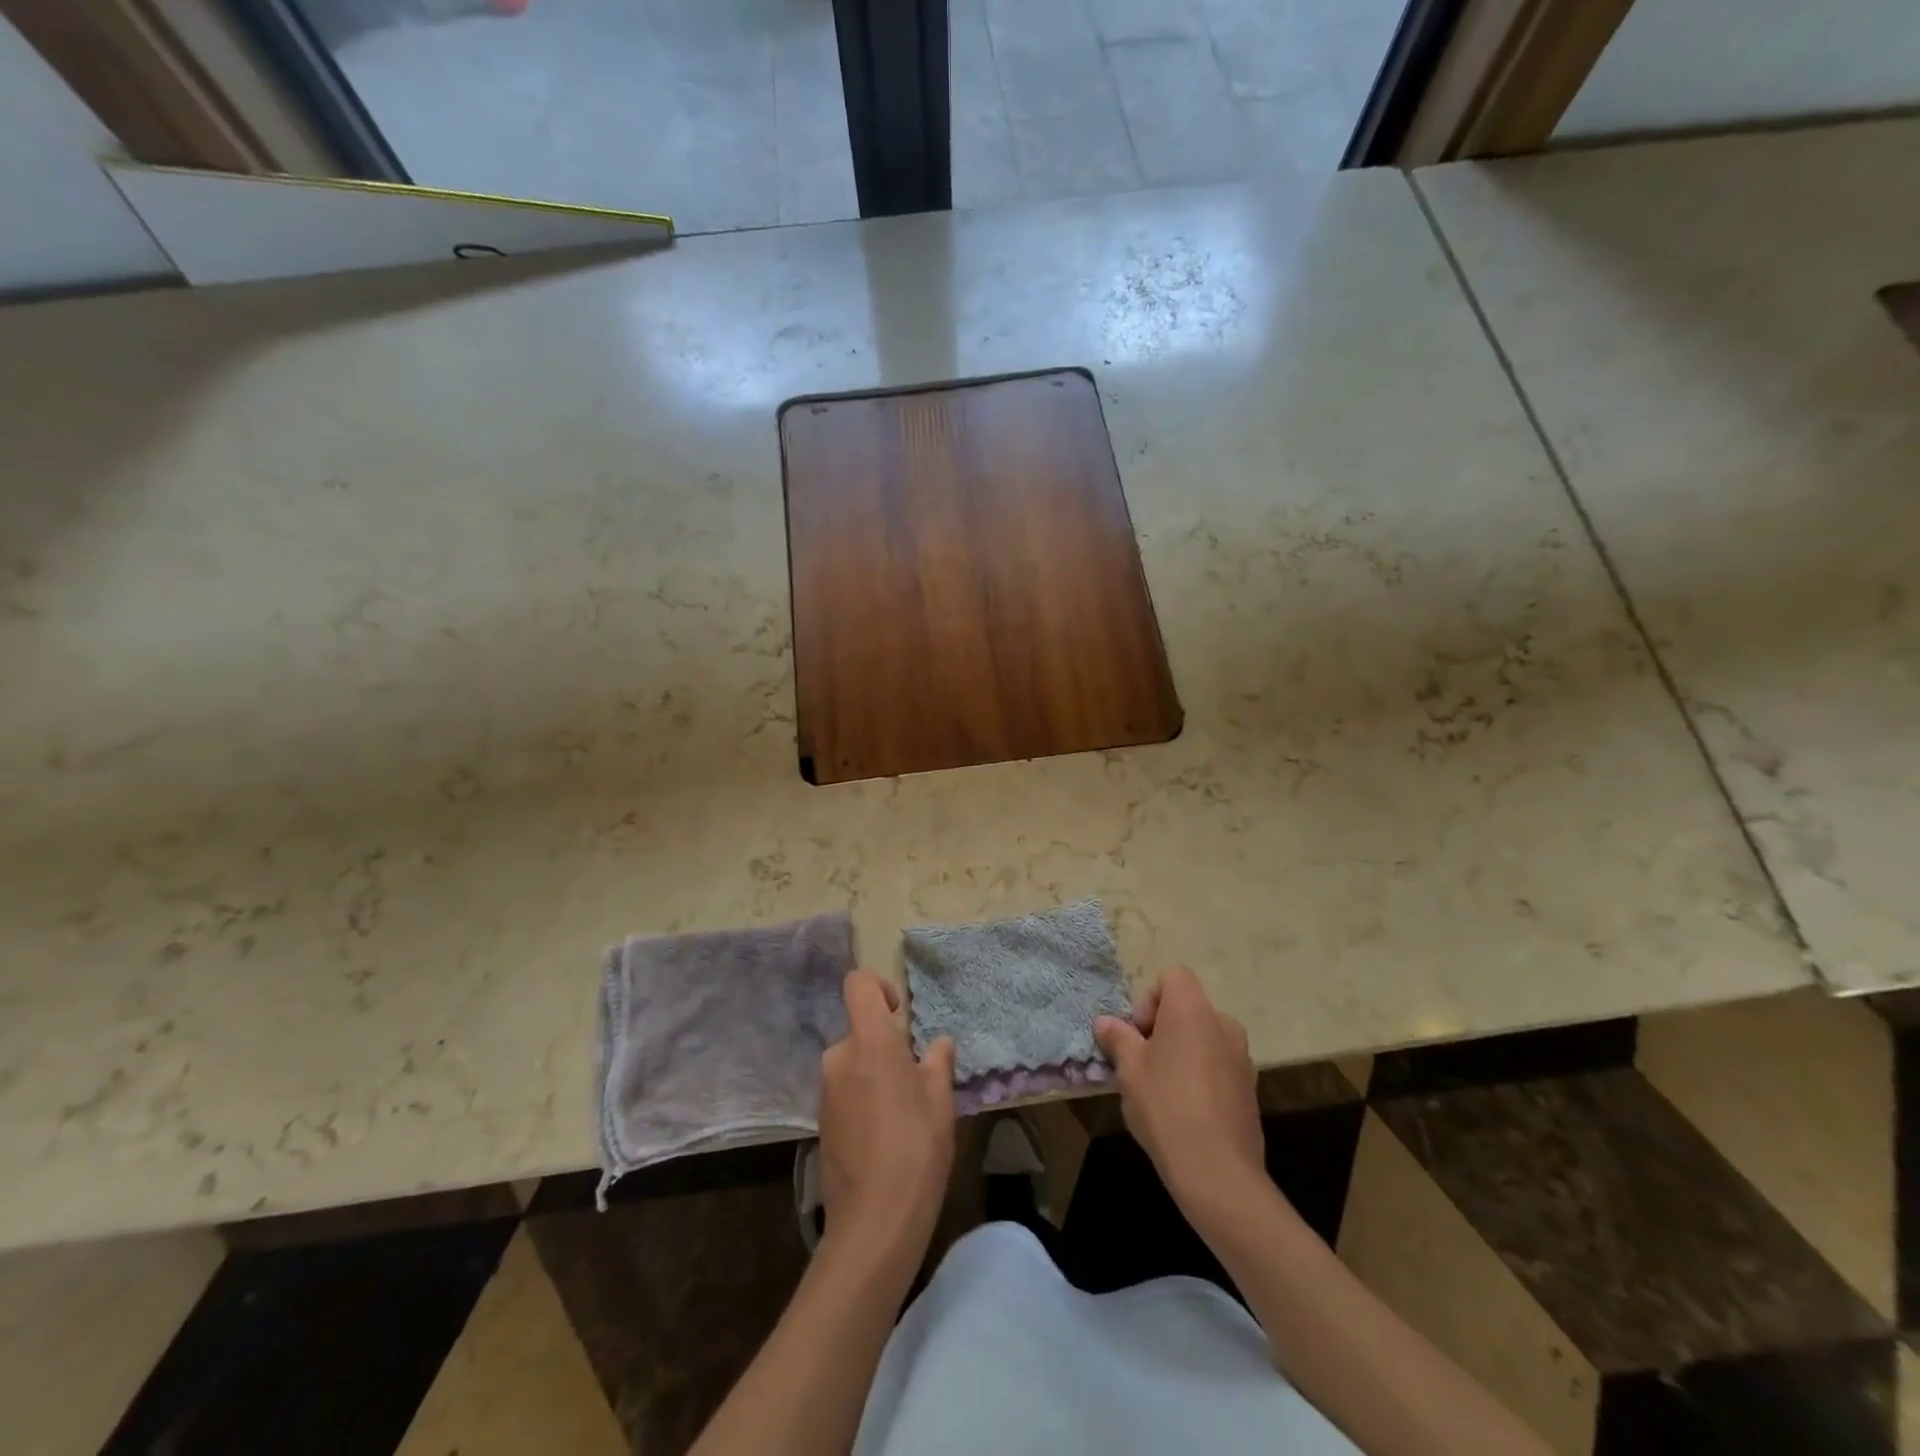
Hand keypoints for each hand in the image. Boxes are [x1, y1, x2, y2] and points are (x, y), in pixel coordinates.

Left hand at [817, 970, 956, 1264]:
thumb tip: (938, 1043)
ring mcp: (825, 1092)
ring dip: (873, 1075)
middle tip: (915, 1080)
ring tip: (903, 1114)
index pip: (858, 985)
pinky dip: (861, 1101)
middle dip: (884, 1047)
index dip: (878, 987)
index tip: (899, 1012)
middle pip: (860, 1032)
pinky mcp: (820, 1124)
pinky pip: (844, 1093)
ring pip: (852, 1065)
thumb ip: (938, 1063)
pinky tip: (883, 1138)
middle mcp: (839, 1058)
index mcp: (869, 1042)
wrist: (874, 1221)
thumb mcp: (940, 1101)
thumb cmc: (916, 1148)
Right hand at [1093, 967, 1264, 1218]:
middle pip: (1187, 1007)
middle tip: (1142, 1064)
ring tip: (1161, 1090)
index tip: (1138, 1035)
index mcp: (1193, 1010)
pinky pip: (1217, 1064)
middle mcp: (1223, 1024)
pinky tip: (1184, 1110)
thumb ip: (1117, 1038)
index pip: (1172, 976)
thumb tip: (1105, 1022)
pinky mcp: (1249, 1088)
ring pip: (1202, 1037)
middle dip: (1162, 1028)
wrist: (1218, 1172)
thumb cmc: (1166, 1107)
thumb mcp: (1129, 1070)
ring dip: (1181, 1051)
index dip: (1149, 999)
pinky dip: (1200, 1074)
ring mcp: (1242, 1057)